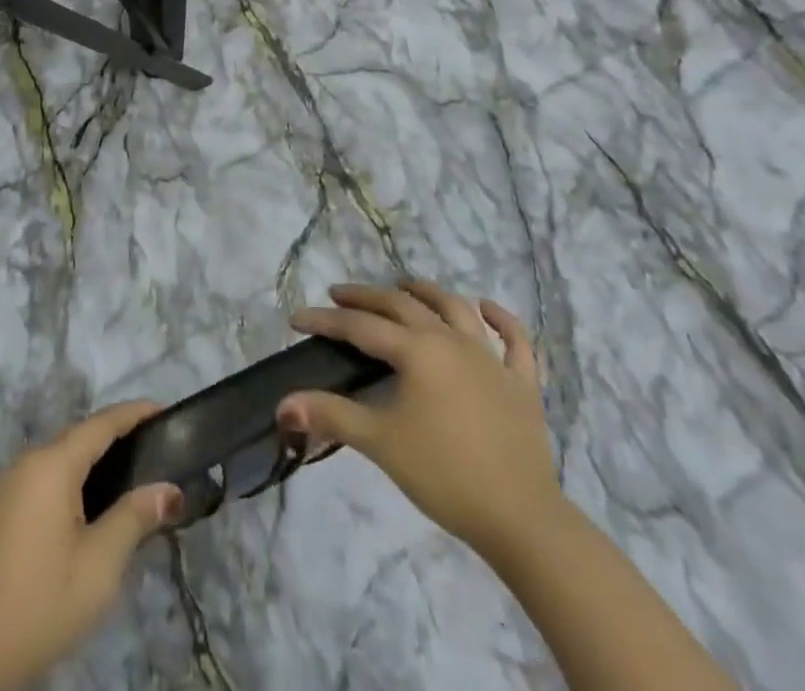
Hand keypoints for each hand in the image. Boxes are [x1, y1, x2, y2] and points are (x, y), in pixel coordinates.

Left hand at [0, 401, 183, 690]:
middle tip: (152, 448)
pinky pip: (40, 480)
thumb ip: (135, 518)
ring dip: (89, 461)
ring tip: (126, 477)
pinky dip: (67, 481)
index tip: (163, 409)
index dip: (134, 413)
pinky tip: (84, 508)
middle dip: (114, 437)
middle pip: (77, 437)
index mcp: (51, 464)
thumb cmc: (40, 603)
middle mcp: (25, 462)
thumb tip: (169, 489)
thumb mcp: (99, 565)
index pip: (101, 423)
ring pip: (57, 459)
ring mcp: (5, 486)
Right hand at [279, 282, 559, 560]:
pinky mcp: (522, 383)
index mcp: (416, 351)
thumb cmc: (444, 474)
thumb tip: (282, 405)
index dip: (325, 321)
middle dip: (366, 297)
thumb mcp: (379, 442)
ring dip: (426, 292)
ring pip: (455, 309)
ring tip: (404, 285)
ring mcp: (491, 358)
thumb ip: (330, 416)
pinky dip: (502, 320)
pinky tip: (486, 307)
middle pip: (402, 306)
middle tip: (339, 295)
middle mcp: (451, 341)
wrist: (521, 518)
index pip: (360, 327)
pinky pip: (516, 342)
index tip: (296, 319)